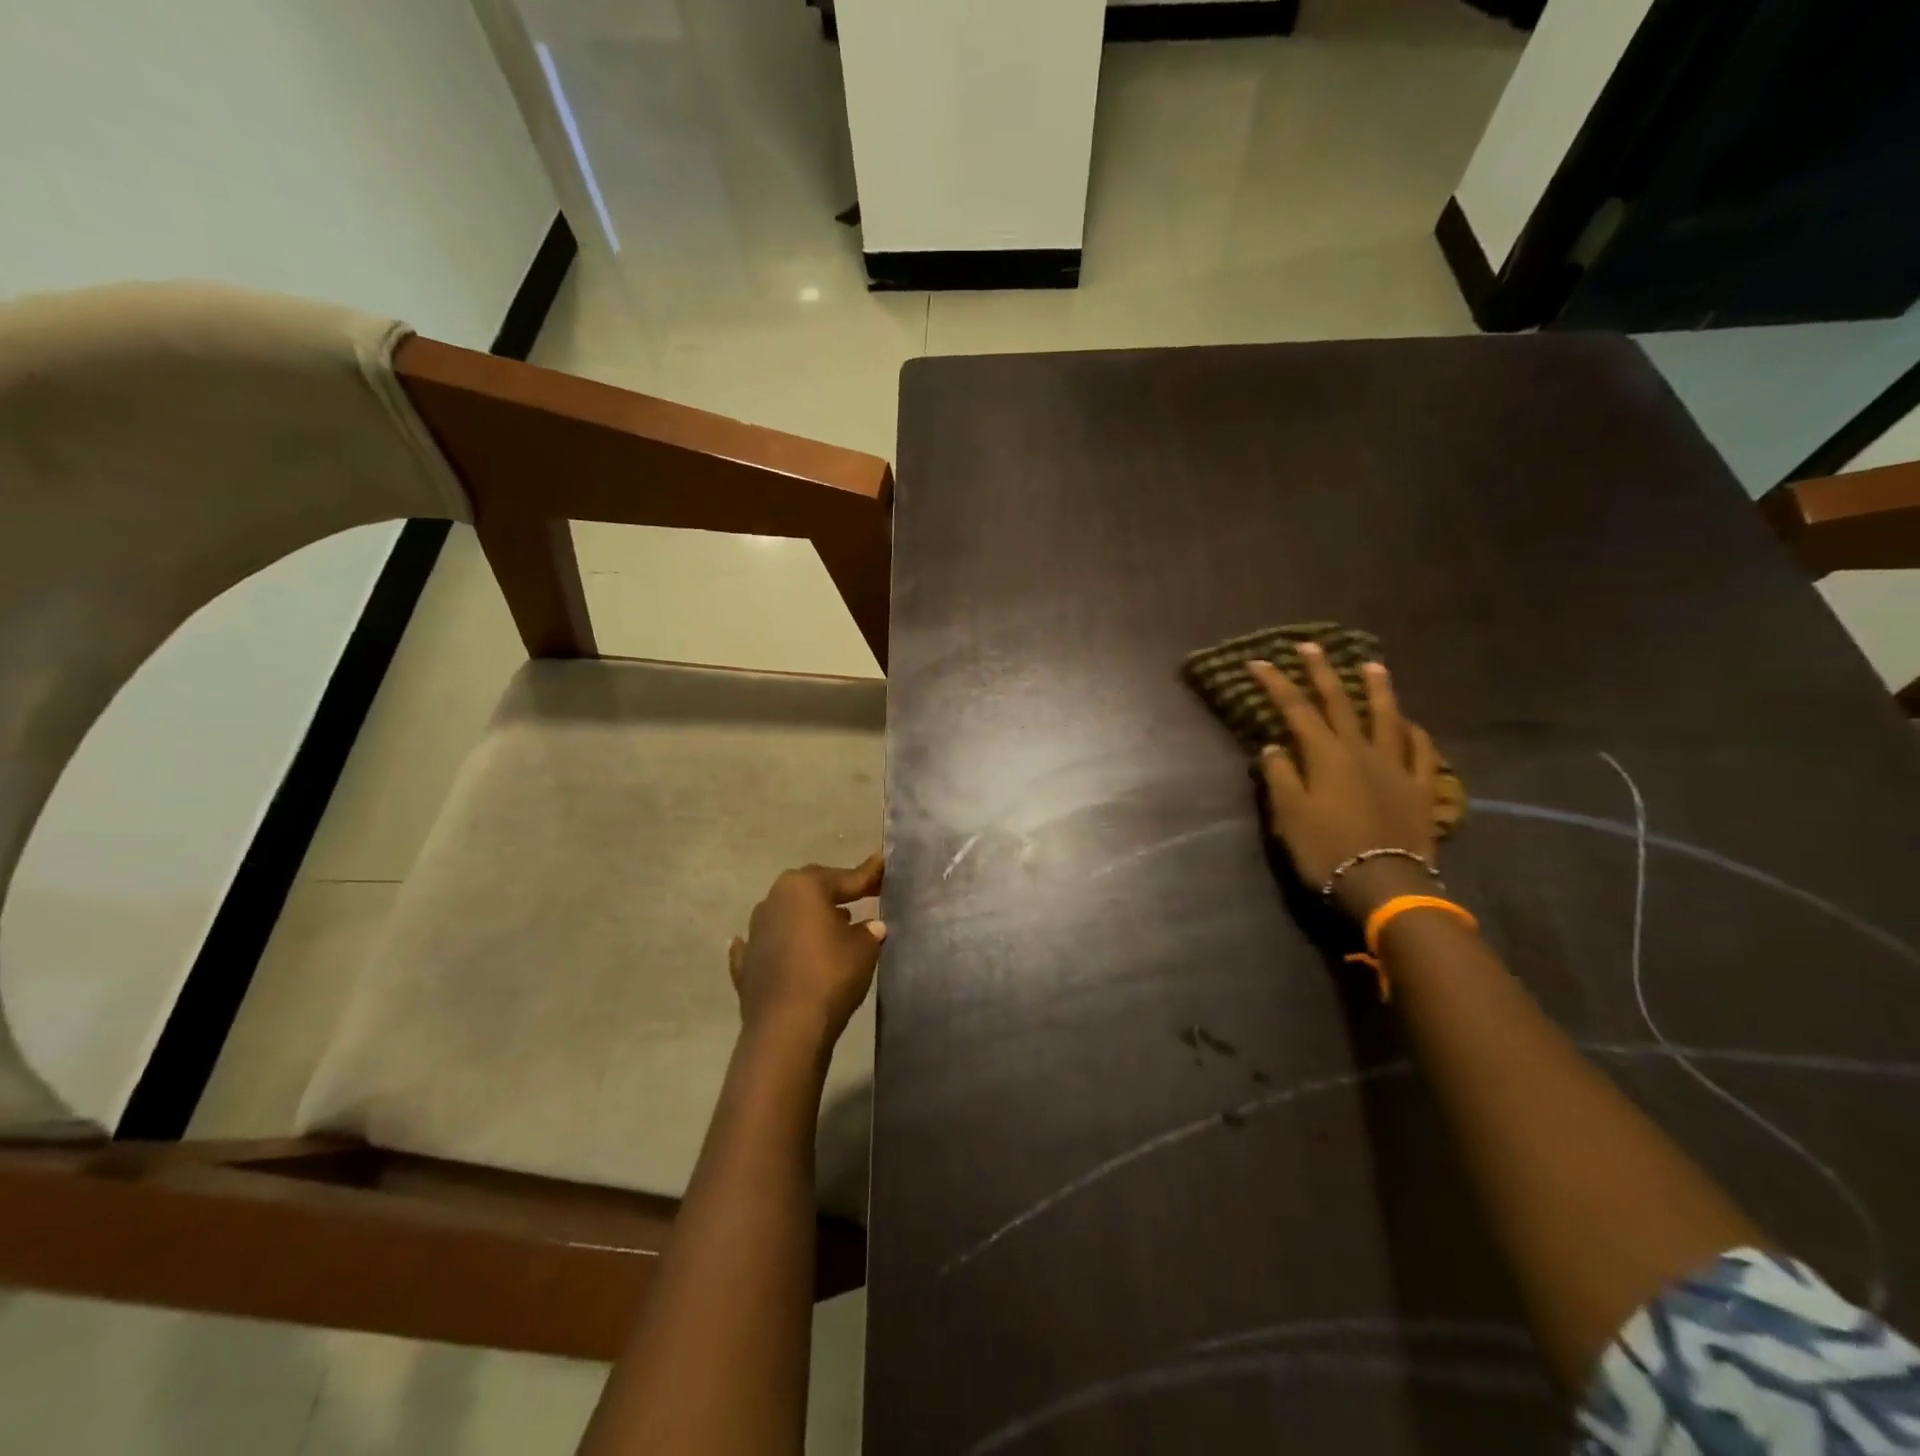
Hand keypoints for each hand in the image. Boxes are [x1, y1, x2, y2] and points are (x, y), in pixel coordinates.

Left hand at [729, 853, 885, 1044]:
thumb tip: (872, 926)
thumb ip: (869, 931)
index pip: (844, 877)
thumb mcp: (864, 948)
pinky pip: (766, 945)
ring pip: (788, 915)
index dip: (868, 875)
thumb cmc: (830, 974)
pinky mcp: (745, 964)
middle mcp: (773, 900)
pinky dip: (778, 945)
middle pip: (810, 890)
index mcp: (803, 887)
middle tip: (860, 896)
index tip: (883, 865)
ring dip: (808, 919)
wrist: (786, 1028)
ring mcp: (755, 932)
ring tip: (833, 925)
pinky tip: (783, 948)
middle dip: (835, 892)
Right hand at [1249, 645, 1439, 919]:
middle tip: (1311, 646)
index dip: (1276, 684)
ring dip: (1378, 689)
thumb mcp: (1289, 815)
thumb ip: (1280, 776)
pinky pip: (1422, 752)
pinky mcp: (1422, 788)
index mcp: (1326, 755)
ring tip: (1372, 665)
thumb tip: (1273, 747)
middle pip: (1340, 703)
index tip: (1258, 662)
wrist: (1385, 885)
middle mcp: (1362, 750)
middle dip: (1322, 672)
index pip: (1295, 710)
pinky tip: (1411, 723)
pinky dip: (1415, 733)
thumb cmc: (1327, 850)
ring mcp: (1397, 767)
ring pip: (1387, 718)